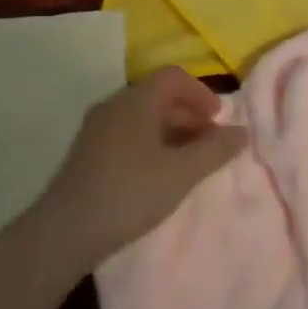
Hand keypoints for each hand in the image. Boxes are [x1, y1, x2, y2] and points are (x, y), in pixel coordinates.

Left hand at [40, 67, 248, 269]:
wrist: (65, 231)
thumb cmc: (130, 192)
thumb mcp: (182, 173)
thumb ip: (215, 150)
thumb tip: (242, 132)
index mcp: (136, 101)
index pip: (173, 77)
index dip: (201, 93)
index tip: (218, 119)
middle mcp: (114, 105)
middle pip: (157, 95)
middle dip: (188, 113)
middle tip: (209, 141)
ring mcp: (96, 128)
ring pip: (141, 116)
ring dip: (170, 129)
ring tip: (188, 159)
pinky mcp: (87, 152)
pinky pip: (126, 133)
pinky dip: (150, 141)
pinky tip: (158, 172)